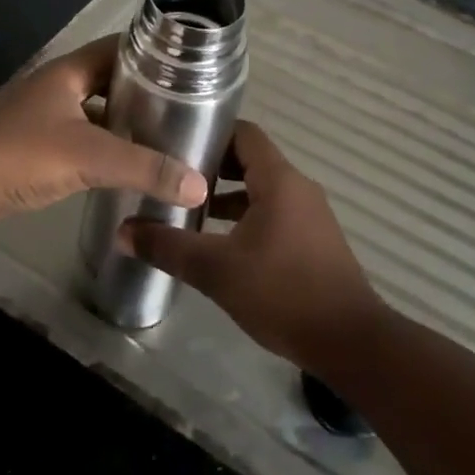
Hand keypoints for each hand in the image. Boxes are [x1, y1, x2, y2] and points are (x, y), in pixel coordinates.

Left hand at [0, 37, 209, 231]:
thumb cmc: (20, 155)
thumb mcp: (90, 157)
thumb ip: (146, 168)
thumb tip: (199, 185)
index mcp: (69, 71)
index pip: (120, 48)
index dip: (153, 54)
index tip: (190, 68)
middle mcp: (55, 86)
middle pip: (108, 80)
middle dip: (143, 91)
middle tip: (184, 108)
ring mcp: (40, 115)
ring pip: (92, 110)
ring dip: (122, 121)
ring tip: (162, 137)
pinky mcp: (31, 145)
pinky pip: (78, 137)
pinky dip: (101, 146)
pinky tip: (122, 166)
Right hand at [121, 122, 384, 369]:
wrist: (351, 342)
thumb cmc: (283, 293)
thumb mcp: (216, 270)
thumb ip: (168, 247)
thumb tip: (123, 231)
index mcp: (279, 179)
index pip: (244, 133)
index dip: (210, 131)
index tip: (175, 140)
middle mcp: (298, 187)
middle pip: (251, 159)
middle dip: (212, 166)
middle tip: (173, 174)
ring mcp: (310, 214)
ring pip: (262, 189)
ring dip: (229, 195)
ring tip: (189, 208)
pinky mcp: (315, 240)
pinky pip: (275, 212)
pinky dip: (247, 216)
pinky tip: (221, 243)